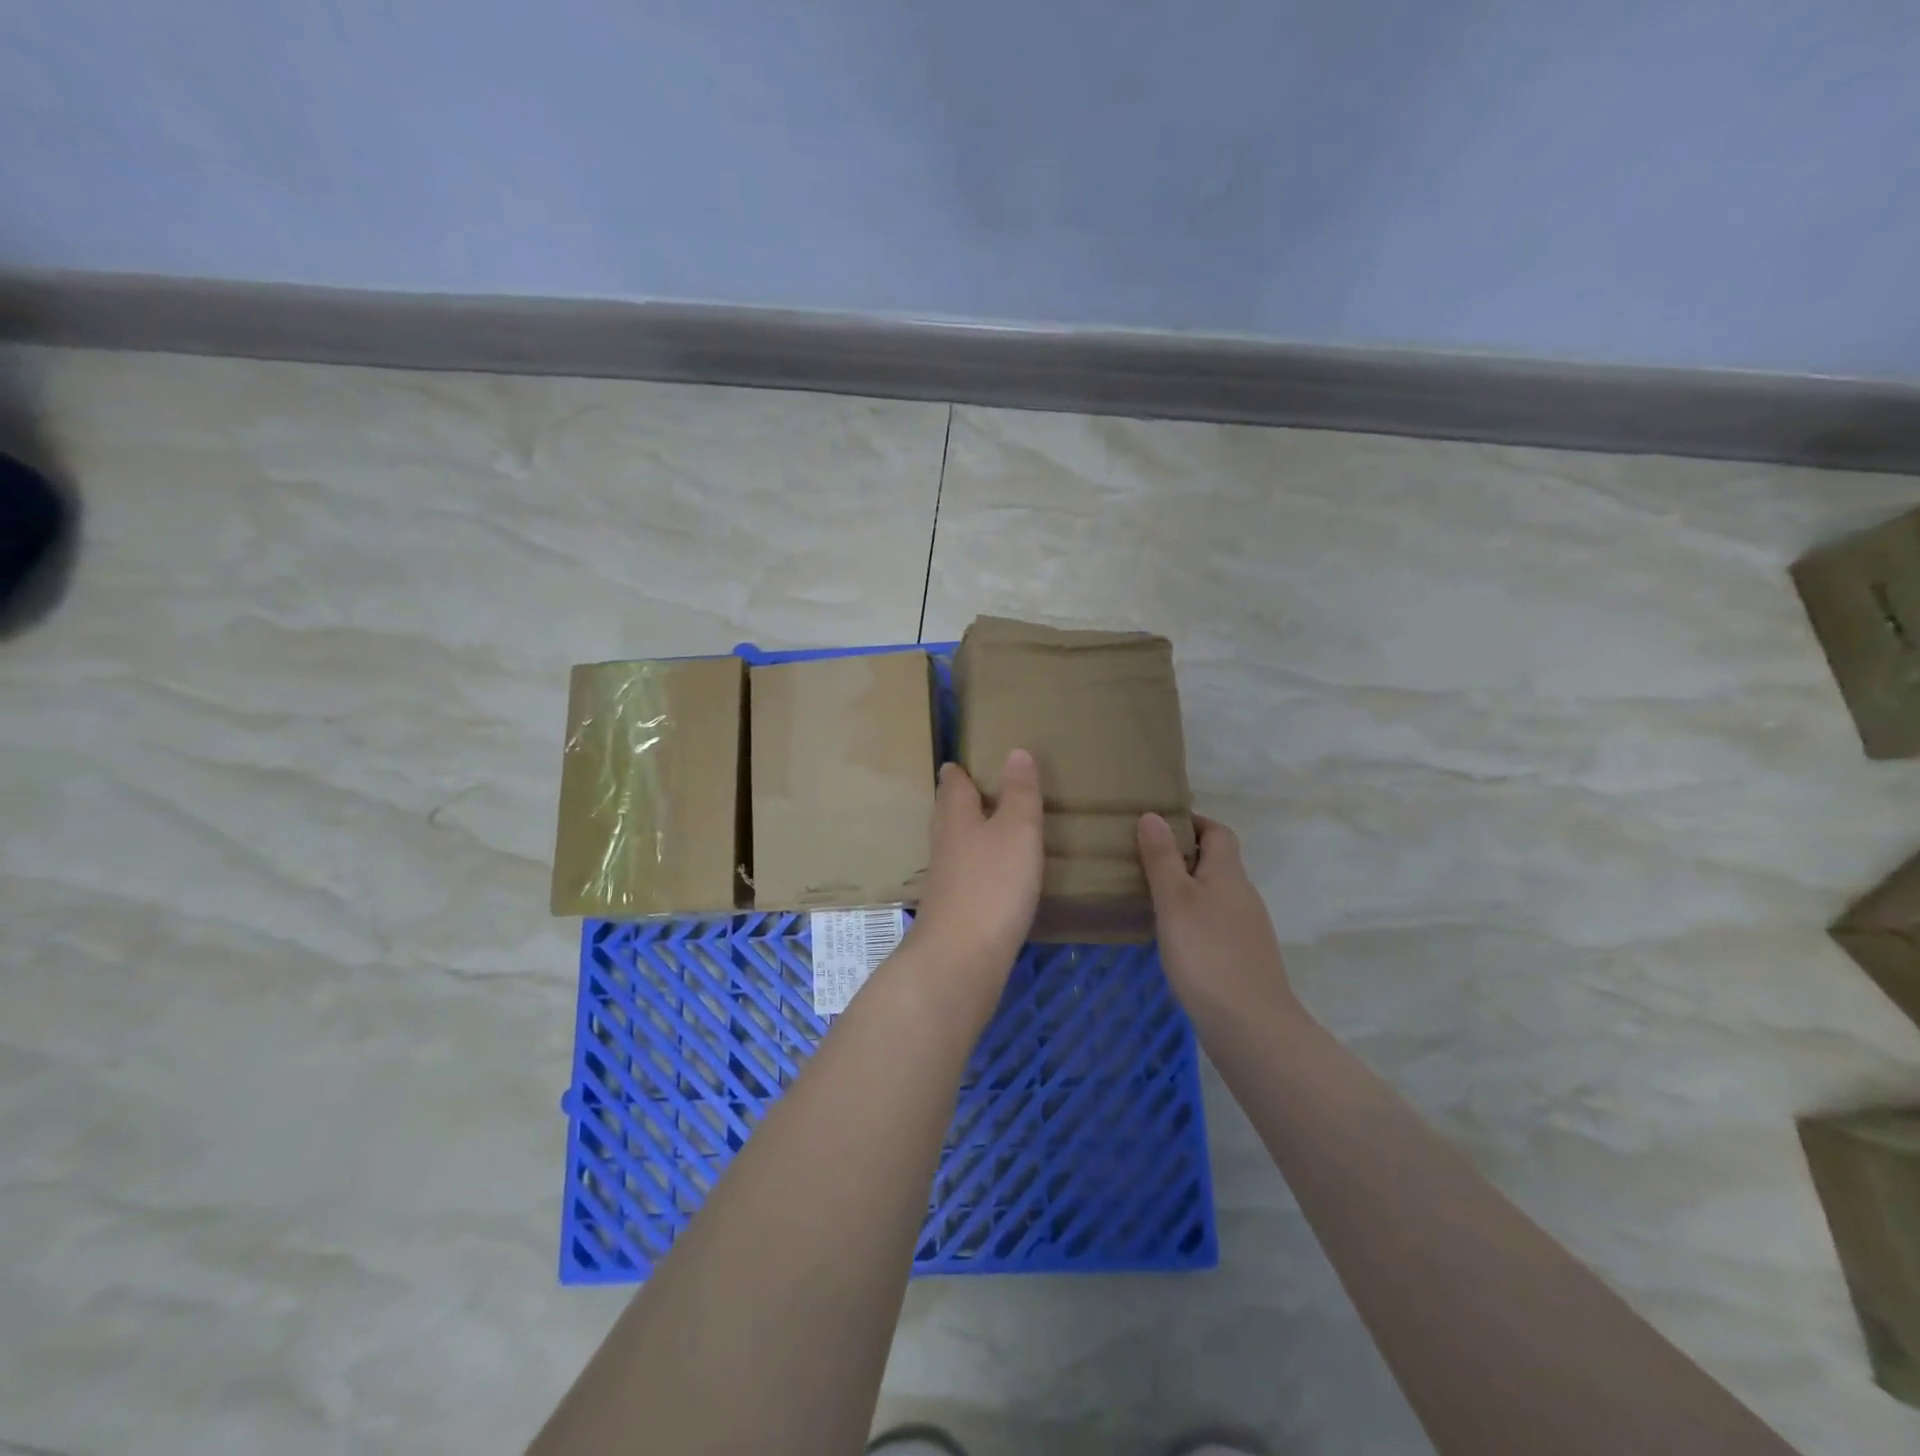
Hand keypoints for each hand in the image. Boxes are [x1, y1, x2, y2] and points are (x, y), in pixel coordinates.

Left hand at [909, 750, 1043, 978]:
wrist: (960, 956)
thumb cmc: (993, 883)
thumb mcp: (1018, 830)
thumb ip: (1020, 793)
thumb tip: (1016, 752)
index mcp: (957, 817)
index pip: (953, 785)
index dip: (957, 772)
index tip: (956, 763)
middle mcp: (944, 843)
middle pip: (946, 813)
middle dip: (956, 800)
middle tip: (967, 788)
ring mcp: (944, 879)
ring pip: (952, 844)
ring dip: (964, 832)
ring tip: (982, 827)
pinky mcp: (951, 909)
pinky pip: (962, 874)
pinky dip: (973, 865)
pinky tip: (986, 875)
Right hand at [1138, 812, 1301, 1024]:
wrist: (1250, 1025)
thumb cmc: (1206, 953)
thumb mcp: (1174, 899)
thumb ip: (1162, 858)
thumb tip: (1154, 815)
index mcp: (1229, 874)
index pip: (1218, 832)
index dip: (1193, 822)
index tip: (1158, 824)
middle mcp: (1243, 895)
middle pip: (1217, 863)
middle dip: (1183, 855)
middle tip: (1142, 858)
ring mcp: (1246, 929)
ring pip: (1214, 895)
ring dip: (1186, 889)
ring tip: (1148, 895)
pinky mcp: (1242, 958)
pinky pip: (1214, 923)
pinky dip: (1192, 919)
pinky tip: (1171, 937)